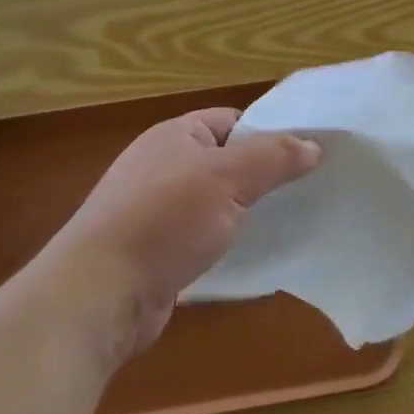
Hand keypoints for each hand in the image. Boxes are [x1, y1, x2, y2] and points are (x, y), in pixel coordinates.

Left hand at [46, 108, 320, 361]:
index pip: (233, 121)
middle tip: (310, 190)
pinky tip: (258, 256)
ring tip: (294, 222)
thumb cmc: (164, 219)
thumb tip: (313, 145)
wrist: (100, 292)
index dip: (270, 133)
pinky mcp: (158, 252)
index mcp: (175, 136)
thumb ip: (274, 157)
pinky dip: (229, 244)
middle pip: (227, 162)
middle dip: (265, 177)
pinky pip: (205, 238)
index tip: (309, 154)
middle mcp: (164, 167)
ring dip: (249, 213)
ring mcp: (157, 211)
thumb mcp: (228, 177)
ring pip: (218, 203)